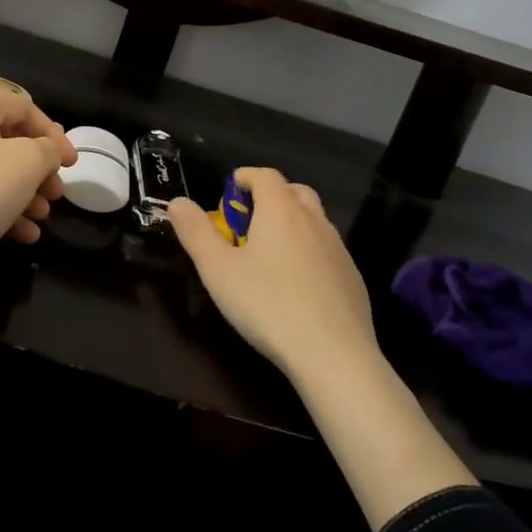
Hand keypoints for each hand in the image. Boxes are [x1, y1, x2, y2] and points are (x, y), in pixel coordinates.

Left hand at [0, 88, 74, 290]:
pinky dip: (5, 209)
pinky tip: (25, 234)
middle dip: (40, 168)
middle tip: (57, 192)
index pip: (23, 107)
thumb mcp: (27, 163)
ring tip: (43, 215)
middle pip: (10, 140)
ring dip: (27, 192)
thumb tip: (48, 150)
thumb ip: (48, 149)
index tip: (71, 164)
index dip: (53, 134)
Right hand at [168, 168, 377, 380]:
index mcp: (280, 210)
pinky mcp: (353, 278)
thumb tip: (178, 202)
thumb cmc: (267, 305)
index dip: (245, 177)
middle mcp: (313, 220)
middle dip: (271, 196)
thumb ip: (195, 232)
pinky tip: (297, 285)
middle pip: (294, 192)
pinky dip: (310, 252)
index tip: (229, 191)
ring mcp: (338, 249)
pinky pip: (327, 251)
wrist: (334, 356)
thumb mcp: (217, 270)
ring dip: (292, 224)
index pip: (265, 175)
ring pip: (314, 221)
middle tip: (248, 221)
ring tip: (270, 253)